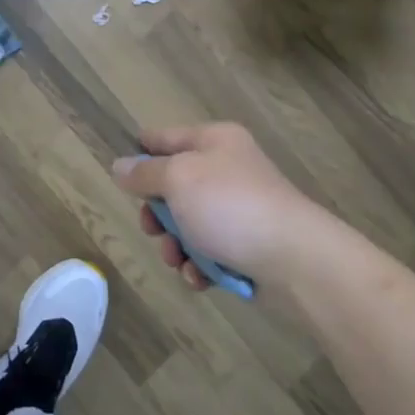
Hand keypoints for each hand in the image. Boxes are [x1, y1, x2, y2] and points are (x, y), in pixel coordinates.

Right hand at [112, 124, 332, 293]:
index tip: (119, 168)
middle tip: (151, 228)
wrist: (295, 258)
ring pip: (189, 223)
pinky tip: (198, 277)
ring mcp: (240, 208)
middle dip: (157, 213)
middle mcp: (228, 168)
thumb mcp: (177, 179)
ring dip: (175, 245)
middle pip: (175, 186)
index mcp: (214, 141)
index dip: (142, 149)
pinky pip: (210, 251)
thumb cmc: (230, 206)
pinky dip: (199, 265)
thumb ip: (144, 173)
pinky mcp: (249, 244)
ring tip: (178, 260)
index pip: (166, 137)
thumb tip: (120, 166)